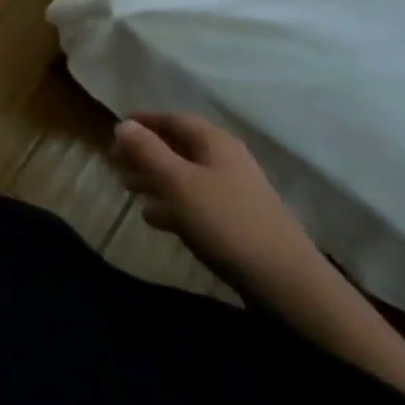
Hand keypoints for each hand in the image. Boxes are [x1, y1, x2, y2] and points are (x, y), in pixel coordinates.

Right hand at [112, 113, 322, 296]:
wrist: (287, 285)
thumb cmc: (227, 223)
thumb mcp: (178, 183)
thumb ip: (148, 151)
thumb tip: (123, 124)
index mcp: (215, 142)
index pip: (174, 119)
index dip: (144, 121)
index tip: (117, 127)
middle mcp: (227, 161)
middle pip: (180, 148)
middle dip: (147, 153)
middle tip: (117, 163)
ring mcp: (236, 194)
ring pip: (186, 176)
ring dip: (156, 179)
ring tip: (130, 190)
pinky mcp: (238, 224)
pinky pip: (197, 203)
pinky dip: (173, 204)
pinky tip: (156, 219)